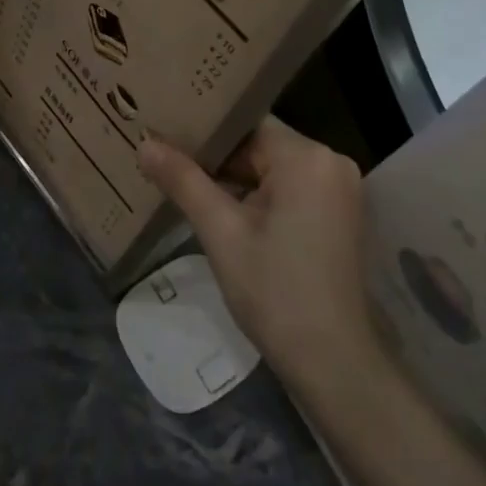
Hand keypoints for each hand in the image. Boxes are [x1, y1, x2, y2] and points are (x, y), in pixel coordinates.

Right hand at [137, 118, 379, 387]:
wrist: (333, 361)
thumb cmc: (275, 291)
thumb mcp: (221, 233)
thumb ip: (184, 182)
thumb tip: (144, 144)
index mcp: (307, 157)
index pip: (246, 124)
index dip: (205, 131)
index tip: (167, 134)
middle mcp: (331, 162)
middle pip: (261, 145)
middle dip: (218, 159)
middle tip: (169, 161)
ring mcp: (341, 189)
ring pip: (274, 168)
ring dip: (237, 180)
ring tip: (187, 184)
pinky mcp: (340, 213)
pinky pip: (291, 189)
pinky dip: (260, 197)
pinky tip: (224, 211)